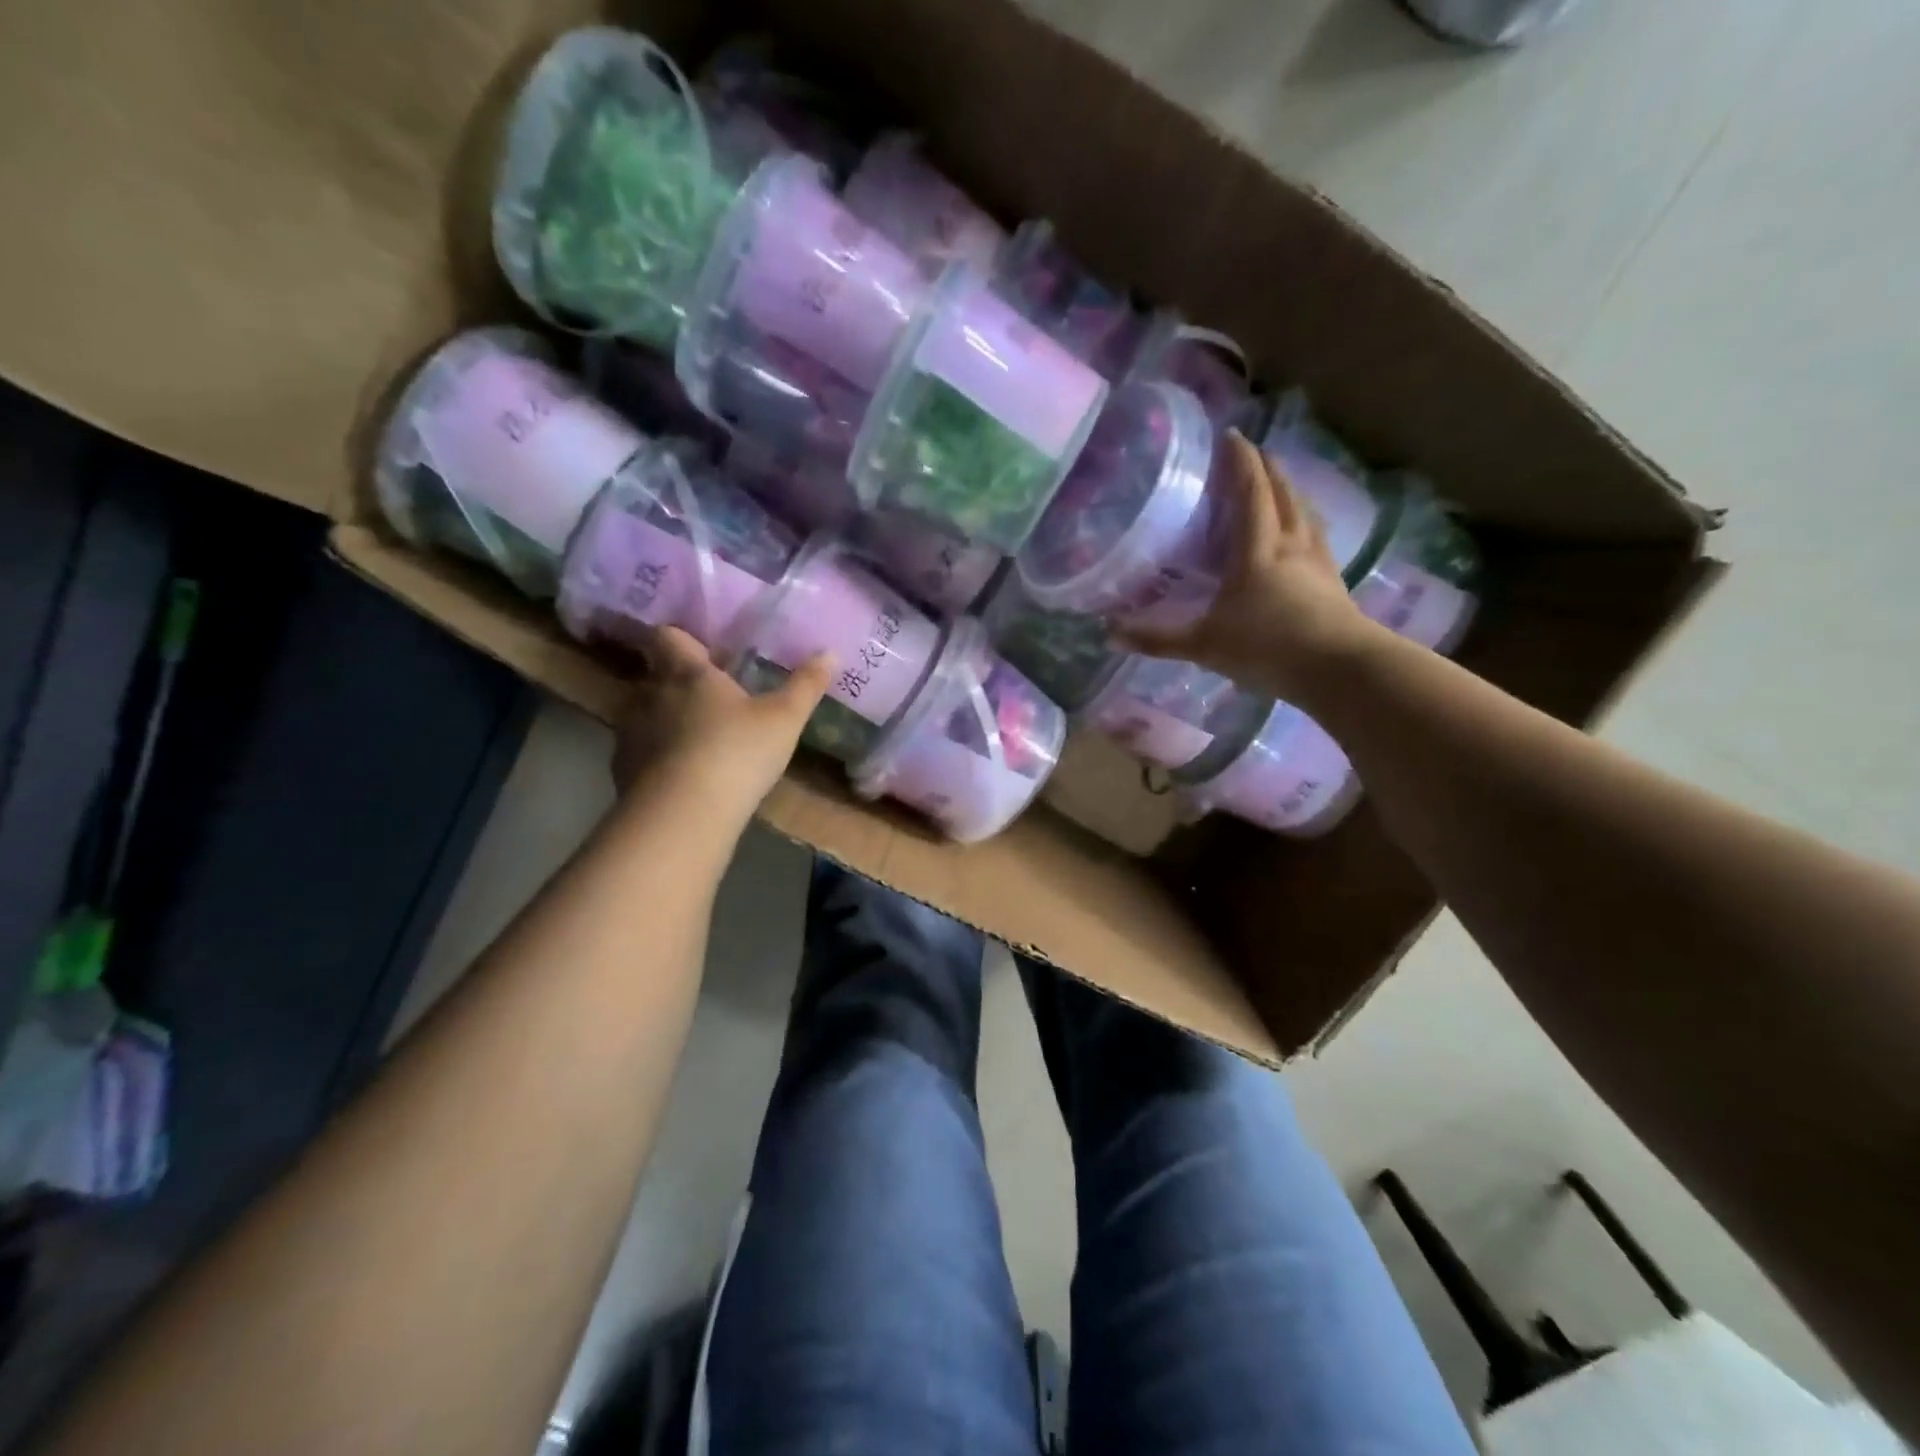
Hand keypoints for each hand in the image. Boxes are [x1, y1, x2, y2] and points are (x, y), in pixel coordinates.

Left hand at [611, 626, 830, 824]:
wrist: (683, 814)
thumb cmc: (737, 752)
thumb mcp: (785, 719)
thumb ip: (806, 685)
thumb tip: (829, 652)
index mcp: (688, 673)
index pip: (669, 637)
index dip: (683, 640)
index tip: (703, 652)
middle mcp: (651, 694)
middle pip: (656, 675)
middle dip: (678, 683)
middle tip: (710, 700)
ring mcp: (631, 733)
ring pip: (645, 714)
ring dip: (666, 721)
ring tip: (697, 741)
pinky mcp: (622, 770)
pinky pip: (639, 752)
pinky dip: (657, 758)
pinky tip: (682, 778)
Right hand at [1115, 431, 1380, 701]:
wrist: (1337, 668)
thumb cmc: (1266, 647)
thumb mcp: (1204, 645)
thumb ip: (1158, 639)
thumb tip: (1109, 633)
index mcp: (1257, 550)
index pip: (1250, 492)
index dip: (1240, 462)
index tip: (1231, 435)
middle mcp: (1290, 544)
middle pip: (1283, 493)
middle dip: (1268, 468)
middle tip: (1255, 452)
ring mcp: (1317, 562)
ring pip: (1305, 512)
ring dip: (1292, 491)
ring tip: (1280, 484)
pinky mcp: (1334, 581)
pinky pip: (1317, 537)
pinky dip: (1307, 522)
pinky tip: (1305, 534)